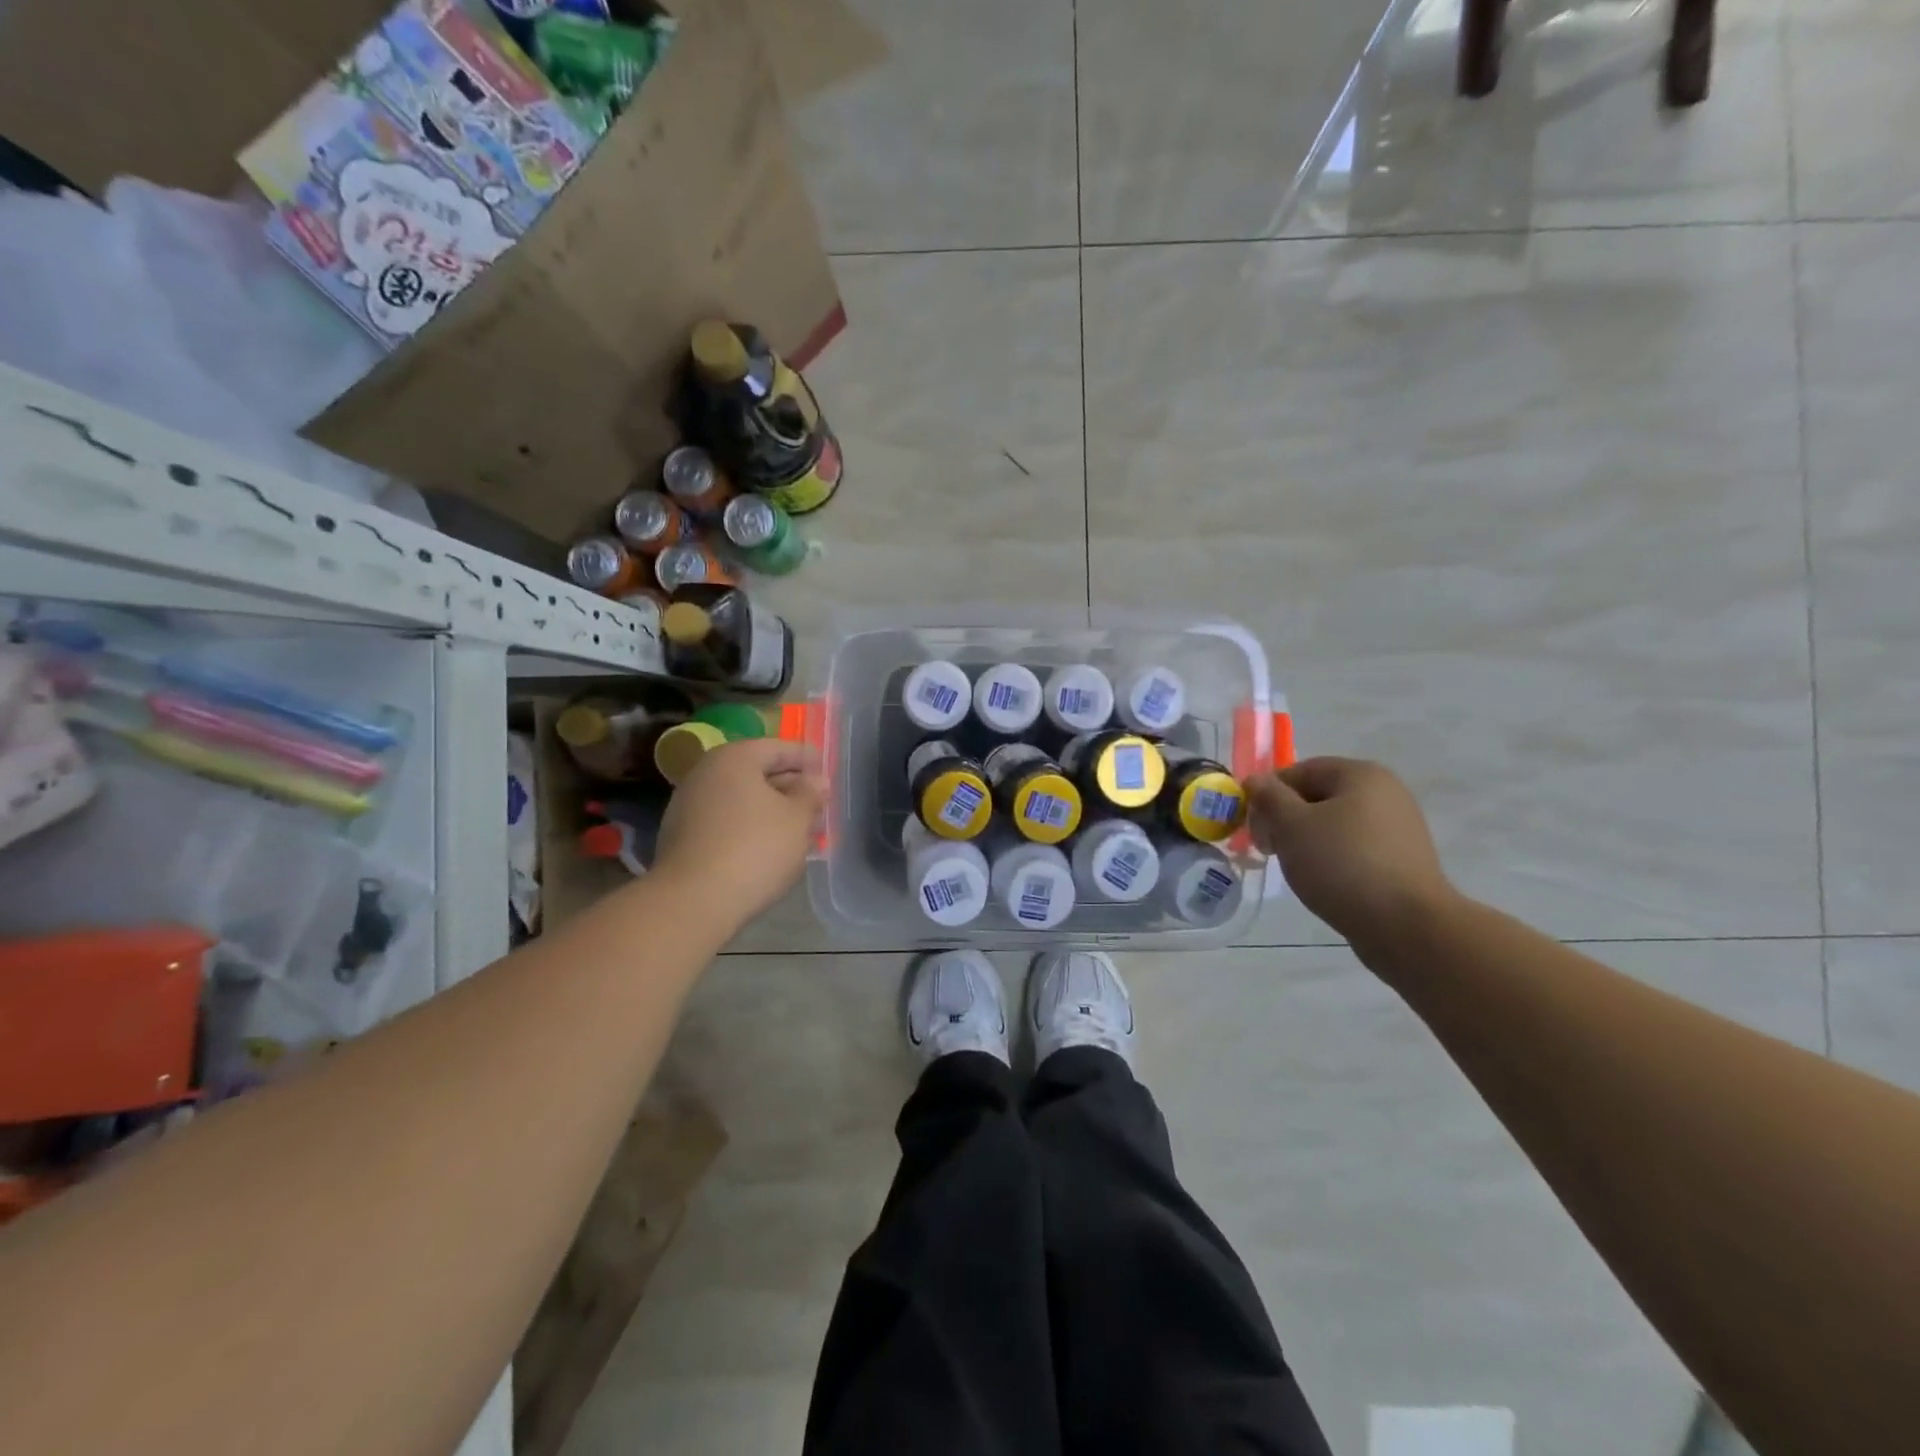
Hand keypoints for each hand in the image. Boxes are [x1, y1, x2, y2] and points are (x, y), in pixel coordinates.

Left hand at [653, 738, 824, 924]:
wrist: (693, 902)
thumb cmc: (754, 849)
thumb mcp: (797, 819)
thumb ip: (810, 794)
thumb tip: (816, 782)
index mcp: (734, 758)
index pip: (778, 748)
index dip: (806, 758)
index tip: (827, 771)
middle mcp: (706, 773)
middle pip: (756, 772)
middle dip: (789, 786)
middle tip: (817, 803)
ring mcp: (688, 805)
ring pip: (741, 799)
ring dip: (770, 809)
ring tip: (798, 829)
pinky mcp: (682, 836)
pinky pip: (726, 821)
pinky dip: (750, 826)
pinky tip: (768, 847)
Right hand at [1246, 757, 1456, 946]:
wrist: (1405, 925)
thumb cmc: (1341, 864)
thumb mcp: (1291, 825)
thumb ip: (1269, 797)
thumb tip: (1256, 780)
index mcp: (1361, 774)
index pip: (1300, 770)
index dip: (1269, 793)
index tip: (1253, 824)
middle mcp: (1385, 793)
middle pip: (1318, 796)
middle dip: (1286, 819)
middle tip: (1268, 848)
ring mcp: (1398, 827)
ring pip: (1334, 824)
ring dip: (1306, 840)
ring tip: (1294, 868)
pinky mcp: (1402, 860)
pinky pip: (1354, 848)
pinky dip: (1332, 858)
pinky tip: (1322, 881)